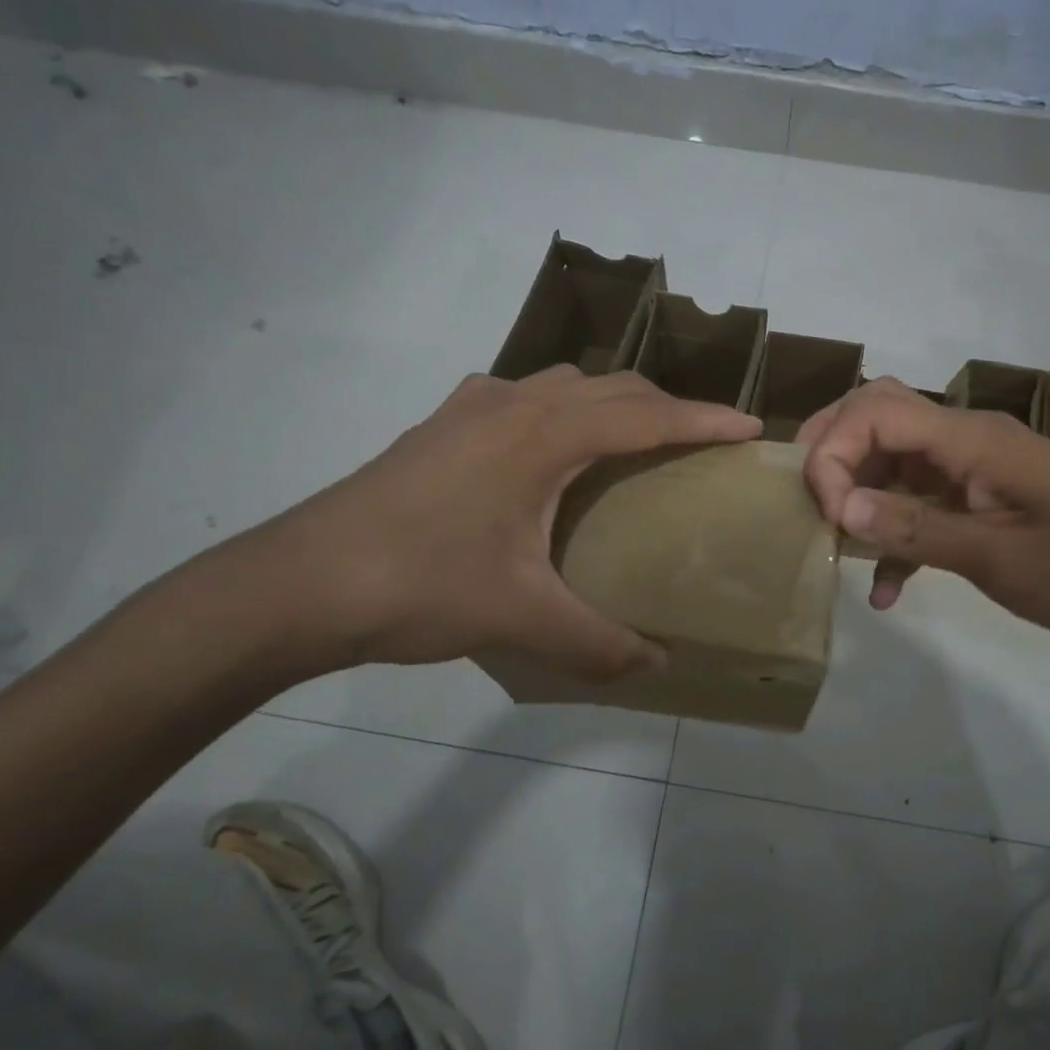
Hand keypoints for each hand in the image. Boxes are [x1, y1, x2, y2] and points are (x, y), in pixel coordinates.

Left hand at [251, 367, 760, 678]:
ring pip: (564, 384)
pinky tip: (546, 445)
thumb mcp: (520, 618)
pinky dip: (558, 409)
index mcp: (545, 436)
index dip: (705, 419)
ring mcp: (471, 409)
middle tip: (702, 440)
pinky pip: (521, 397)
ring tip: (635, 439)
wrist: (299, 583)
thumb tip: (653, 665)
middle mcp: (514, 405)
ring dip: (612, 401)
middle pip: (612, 387)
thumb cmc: (419, 585)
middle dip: (667, 406)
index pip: (646, 416)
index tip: (751, 428)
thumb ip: (596, 642)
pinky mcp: (441, 425)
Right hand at [798, 378, 1049, 666]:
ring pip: (895, 463)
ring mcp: (976, 471)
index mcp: (971, 438)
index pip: (875, 411)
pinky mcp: (986, 503)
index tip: (827, 516)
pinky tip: (887, 592)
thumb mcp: (999, 556)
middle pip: (879, 417)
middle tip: (805, 503)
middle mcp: (967, 440)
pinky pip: (923, 506)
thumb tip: (839, 507)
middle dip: (833, 453)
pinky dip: (897, 538)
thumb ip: (914, 529)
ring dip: (860, 499)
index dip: (833, 453)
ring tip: (835, 549)